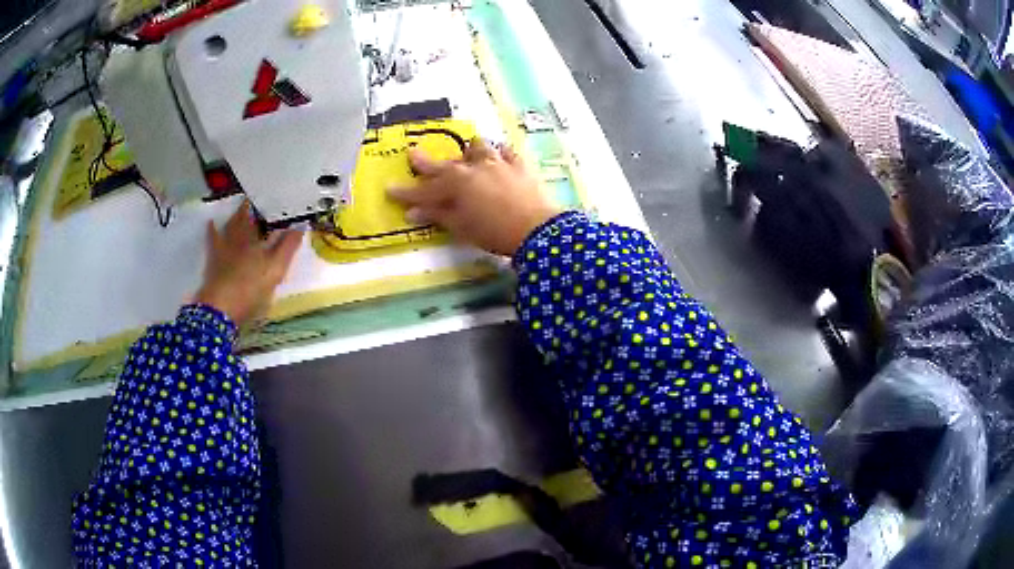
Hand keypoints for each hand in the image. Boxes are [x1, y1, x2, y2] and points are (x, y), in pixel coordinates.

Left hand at [194, 201, 302, 325]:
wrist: (220, 308)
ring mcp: (223, 246)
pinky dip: (212, 230)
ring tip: (241, 208)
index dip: (267, 203)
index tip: (275, 195)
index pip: (260, 212)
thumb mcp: (276, 269)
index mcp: (254, 235)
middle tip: (258, 201)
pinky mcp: (213, 259)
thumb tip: (302, 225)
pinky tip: (211, 223)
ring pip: (230, 224)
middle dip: (251, 207)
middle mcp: (237, 235)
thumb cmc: (251, 287)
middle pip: (244, 216)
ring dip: (236, 215)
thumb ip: (288, 246)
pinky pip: (213, 239)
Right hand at [388, 138, 562, 255]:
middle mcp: (473, 167)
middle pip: (445, 164)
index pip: (424, 189)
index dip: (406, 192)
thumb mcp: (461, 227)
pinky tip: (499, 152)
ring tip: (466, 153)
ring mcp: (498, 163)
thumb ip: (437, 215)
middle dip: (426, 163)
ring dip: (467, 151)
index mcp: (455, 184)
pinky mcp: (519, 165)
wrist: (536, 228)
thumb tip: (412, 212)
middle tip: (413, 154)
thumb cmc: (493, 231)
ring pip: (478, 148)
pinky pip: (508, 151)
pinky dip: (500, 152)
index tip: (389, 189)